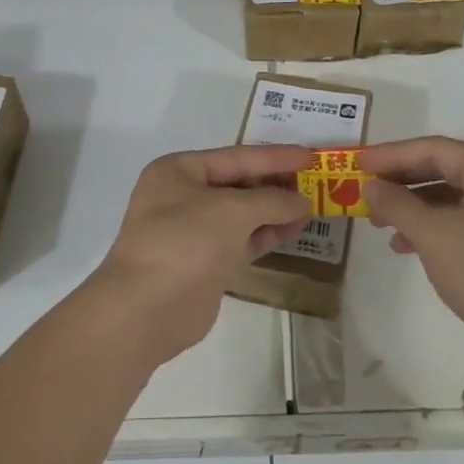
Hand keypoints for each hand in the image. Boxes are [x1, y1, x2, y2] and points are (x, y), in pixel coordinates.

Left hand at [91, 145, 313, 364]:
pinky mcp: (204, 262)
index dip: (275, 156)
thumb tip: (302, 202)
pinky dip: (265, 235)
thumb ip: (273, 200)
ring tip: (312, 208)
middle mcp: (182, 196)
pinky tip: (293, 231)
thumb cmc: (186, 242)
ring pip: (241, 214)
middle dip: (276, 184)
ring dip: (274, 211)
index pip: (236, 156)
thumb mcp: (233, 210)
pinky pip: (241, 240)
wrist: (147, 308)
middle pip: (238, 183)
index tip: (311, 155)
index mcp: (179, 171)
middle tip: (316, 183)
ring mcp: (192, 231)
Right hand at [359, 136, 463, 378]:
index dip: (392, 154)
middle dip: (400, 180)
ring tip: (378, 222)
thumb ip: (397, 204)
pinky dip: (429, 229)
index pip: (435, 149)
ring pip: (448, 198)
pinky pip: (457, 223)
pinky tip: (403, 246)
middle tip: (364, 190)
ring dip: (411, 206)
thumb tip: (371, 186)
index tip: (357, 162)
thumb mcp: (433, 234)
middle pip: (442, 170)